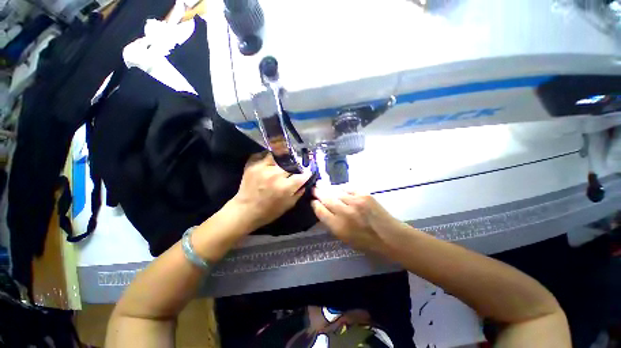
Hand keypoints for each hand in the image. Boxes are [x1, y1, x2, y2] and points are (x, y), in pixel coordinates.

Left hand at [231, 153, 310, 230]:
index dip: (307, 173)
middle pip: (291, 163)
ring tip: (283, 161)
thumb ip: (299, 192)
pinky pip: (263, 154)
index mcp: (285, 187)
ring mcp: (263, 167)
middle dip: (296, 165)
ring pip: (278, 155)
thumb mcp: (288, 205)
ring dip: (282, 158)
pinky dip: (267, 156)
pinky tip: (269, 161)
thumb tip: (305, 181)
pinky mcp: (252, 164)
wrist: (245, 211)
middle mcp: (275, 174)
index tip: (307, 173)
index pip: (302, 174)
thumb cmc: (269, 211)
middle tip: (295, 167)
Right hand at [311, 187, 397, 253]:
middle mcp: (345, 212)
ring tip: (323, 185)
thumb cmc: (365, 241)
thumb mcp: (344, 238)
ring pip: (336, 191)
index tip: (313, 201)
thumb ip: (332, 223)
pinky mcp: (364, 195)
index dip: (315, 204)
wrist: (388, 236)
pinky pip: (348, 187)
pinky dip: (342, 188)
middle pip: (326, 198)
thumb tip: (323, 210)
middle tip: (314, 188)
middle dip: (318, 193)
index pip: (320, 211)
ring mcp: (355, 201)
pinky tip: (340, 189)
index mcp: (338, 227)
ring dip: (329, 189)